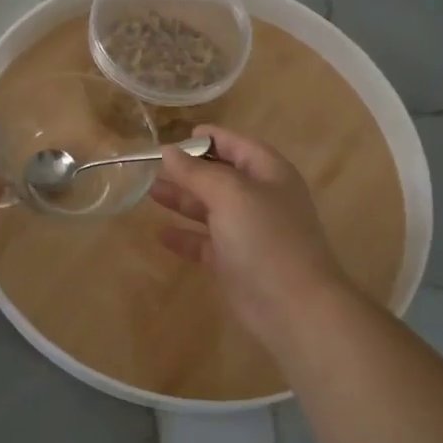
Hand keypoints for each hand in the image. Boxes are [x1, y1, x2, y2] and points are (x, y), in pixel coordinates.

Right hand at [150, 126, 348, 344]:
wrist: (292, 305)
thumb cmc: (265, 238)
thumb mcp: (230, 195)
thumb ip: (197, 172)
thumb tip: (168, 151)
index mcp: (269, 174)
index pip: (238, 145)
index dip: (211, 138)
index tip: (178, 137)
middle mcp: (260, 199)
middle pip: (221, 176)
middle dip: (189, 171)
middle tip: (154, 167)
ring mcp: (249, 233)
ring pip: (211, 209)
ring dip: (183, 200)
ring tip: (150, 193)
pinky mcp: (235, 263)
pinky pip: (206, 243)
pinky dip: (186, 237)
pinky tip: (161, 234)